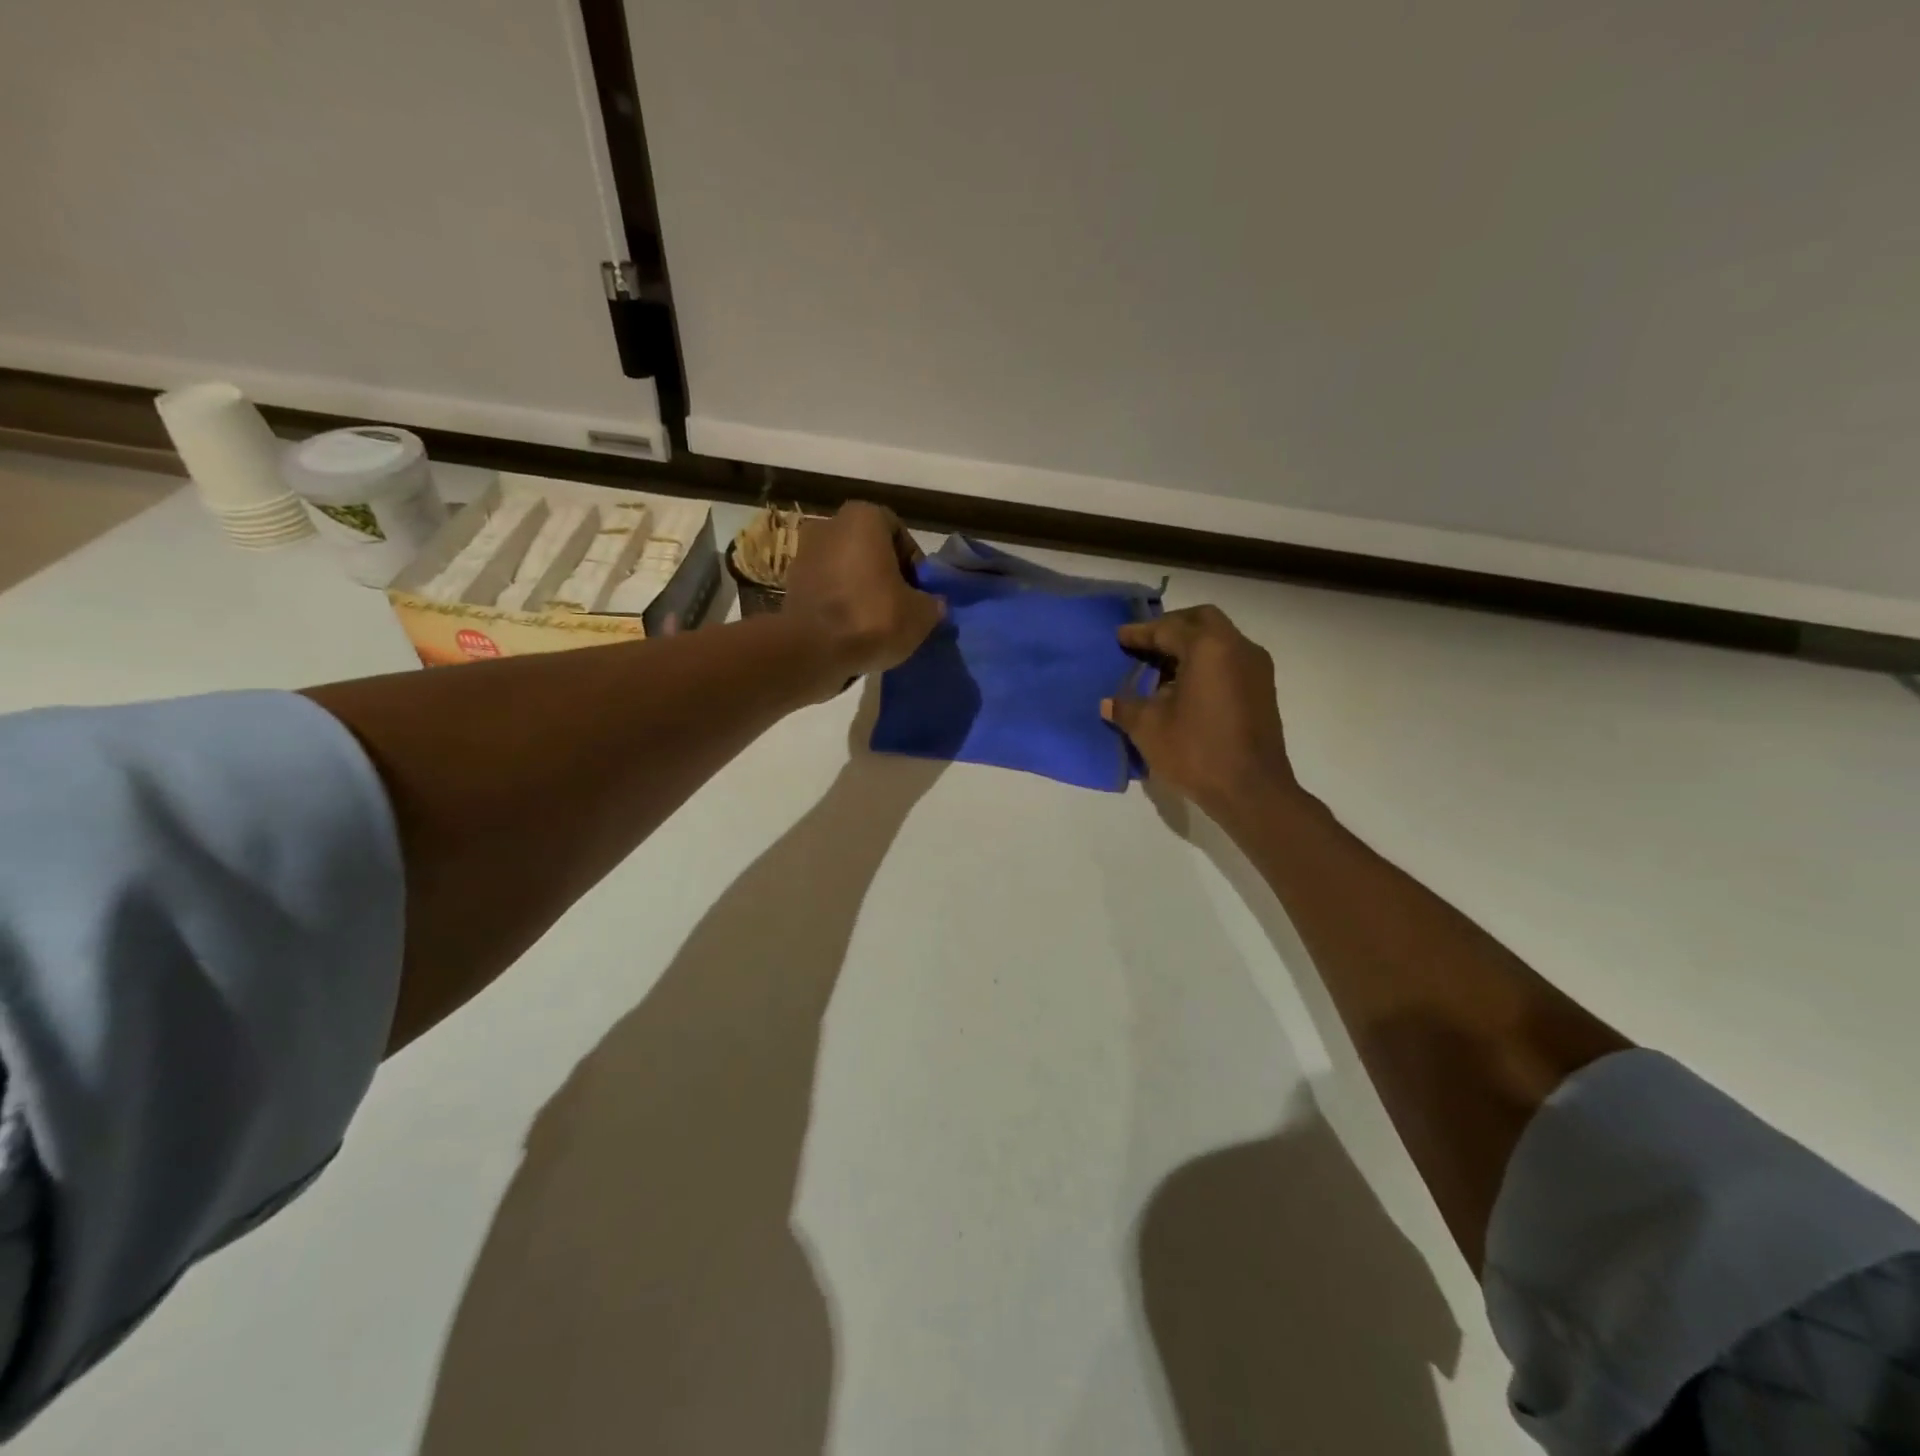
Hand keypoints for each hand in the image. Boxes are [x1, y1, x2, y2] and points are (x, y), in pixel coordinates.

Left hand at [783, 502, 942, 686]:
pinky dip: (840, 605)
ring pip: (846, 571)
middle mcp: (829, 526)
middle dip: (886, 575)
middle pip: (869, 550)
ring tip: (877, 624)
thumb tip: (933, 604)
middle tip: (901, 607)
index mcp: (863, 518)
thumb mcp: (921, 614)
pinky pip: (826, 591)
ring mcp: (804, 555)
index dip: (913, 563)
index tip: (919, 591)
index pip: (898, 533)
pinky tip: (853, 632)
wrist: (813, 650)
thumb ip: (932, 603)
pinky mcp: (790, 586)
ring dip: (862, 591)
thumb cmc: (873, 618)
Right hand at [1102, 605, 1296, 817]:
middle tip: (1145, 643)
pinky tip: (1185, 687)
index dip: (1140, 633)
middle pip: (1201, 620)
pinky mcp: (1263, 689)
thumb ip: (1126, 707)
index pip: (1168, 628)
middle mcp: (1237, 647)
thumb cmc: (1196, 751)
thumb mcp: (1149, 728)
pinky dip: (1206, 662)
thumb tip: (1108, 703)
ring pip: (1219, 639)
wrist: (1252, 790)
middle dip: (1171, 627)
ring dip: (1191, 645)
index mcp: (1208, 647)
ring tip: (1161, 668)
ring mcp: (1256, 668)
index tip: (1119, 637)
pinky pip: (1230, 660)